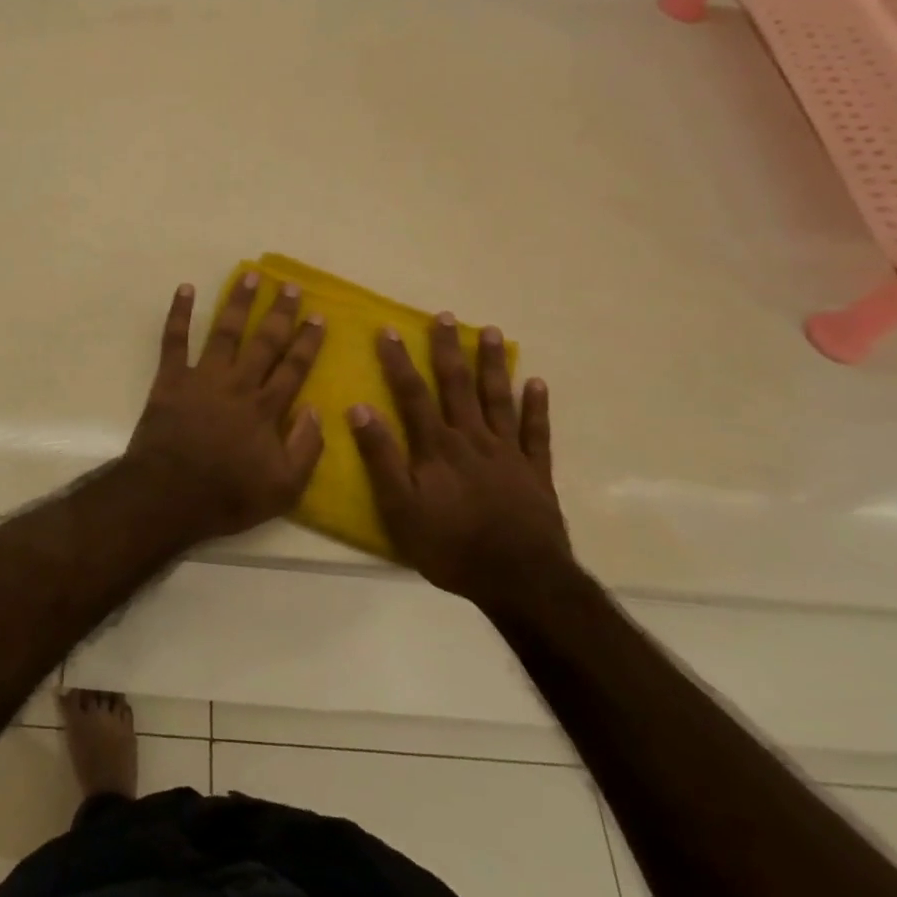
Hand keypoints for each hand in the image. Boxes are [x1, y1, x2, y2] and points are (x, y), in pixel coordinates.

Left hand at [125, 272, 326, 539]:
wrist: (168, 495)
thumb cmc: (227, 496)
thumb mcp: (283, 488)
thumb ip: (306, 448)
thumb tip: (317, 409)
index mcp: (266, 409)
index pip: (294, 368)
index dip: (308, 341)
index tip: (318, 316)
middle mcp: (238, 384)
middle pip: (264, 342)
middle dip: (280, 313)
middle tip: (290, 286)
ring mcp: (203, 378)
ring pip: (225, 331)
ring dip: (238, 302)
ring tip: (249, 275)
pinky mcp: (171, 379)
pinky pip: (174, 340)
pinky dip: (180, 313)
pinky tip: (186, 289)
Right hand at [348, 314, 569, 607]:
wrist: (520, 580)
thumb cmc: (450, 546)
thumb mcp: (400, 507)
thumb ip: (380, 457)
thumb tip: (359, 408)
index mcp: (437, 447)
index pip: (412, 394)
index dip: (398, 361)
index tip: (388, 330)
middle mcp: (472, 439)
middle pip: (458, 386)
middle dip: (448, 349)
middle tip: (445, 316)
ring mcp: (508, 453)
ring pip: (498, 399)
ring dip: (493, 364)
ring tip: (491, 332)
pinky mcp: (536, 472)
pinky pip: (537, 432)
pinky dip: (536, 406)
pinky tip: (536, 382)